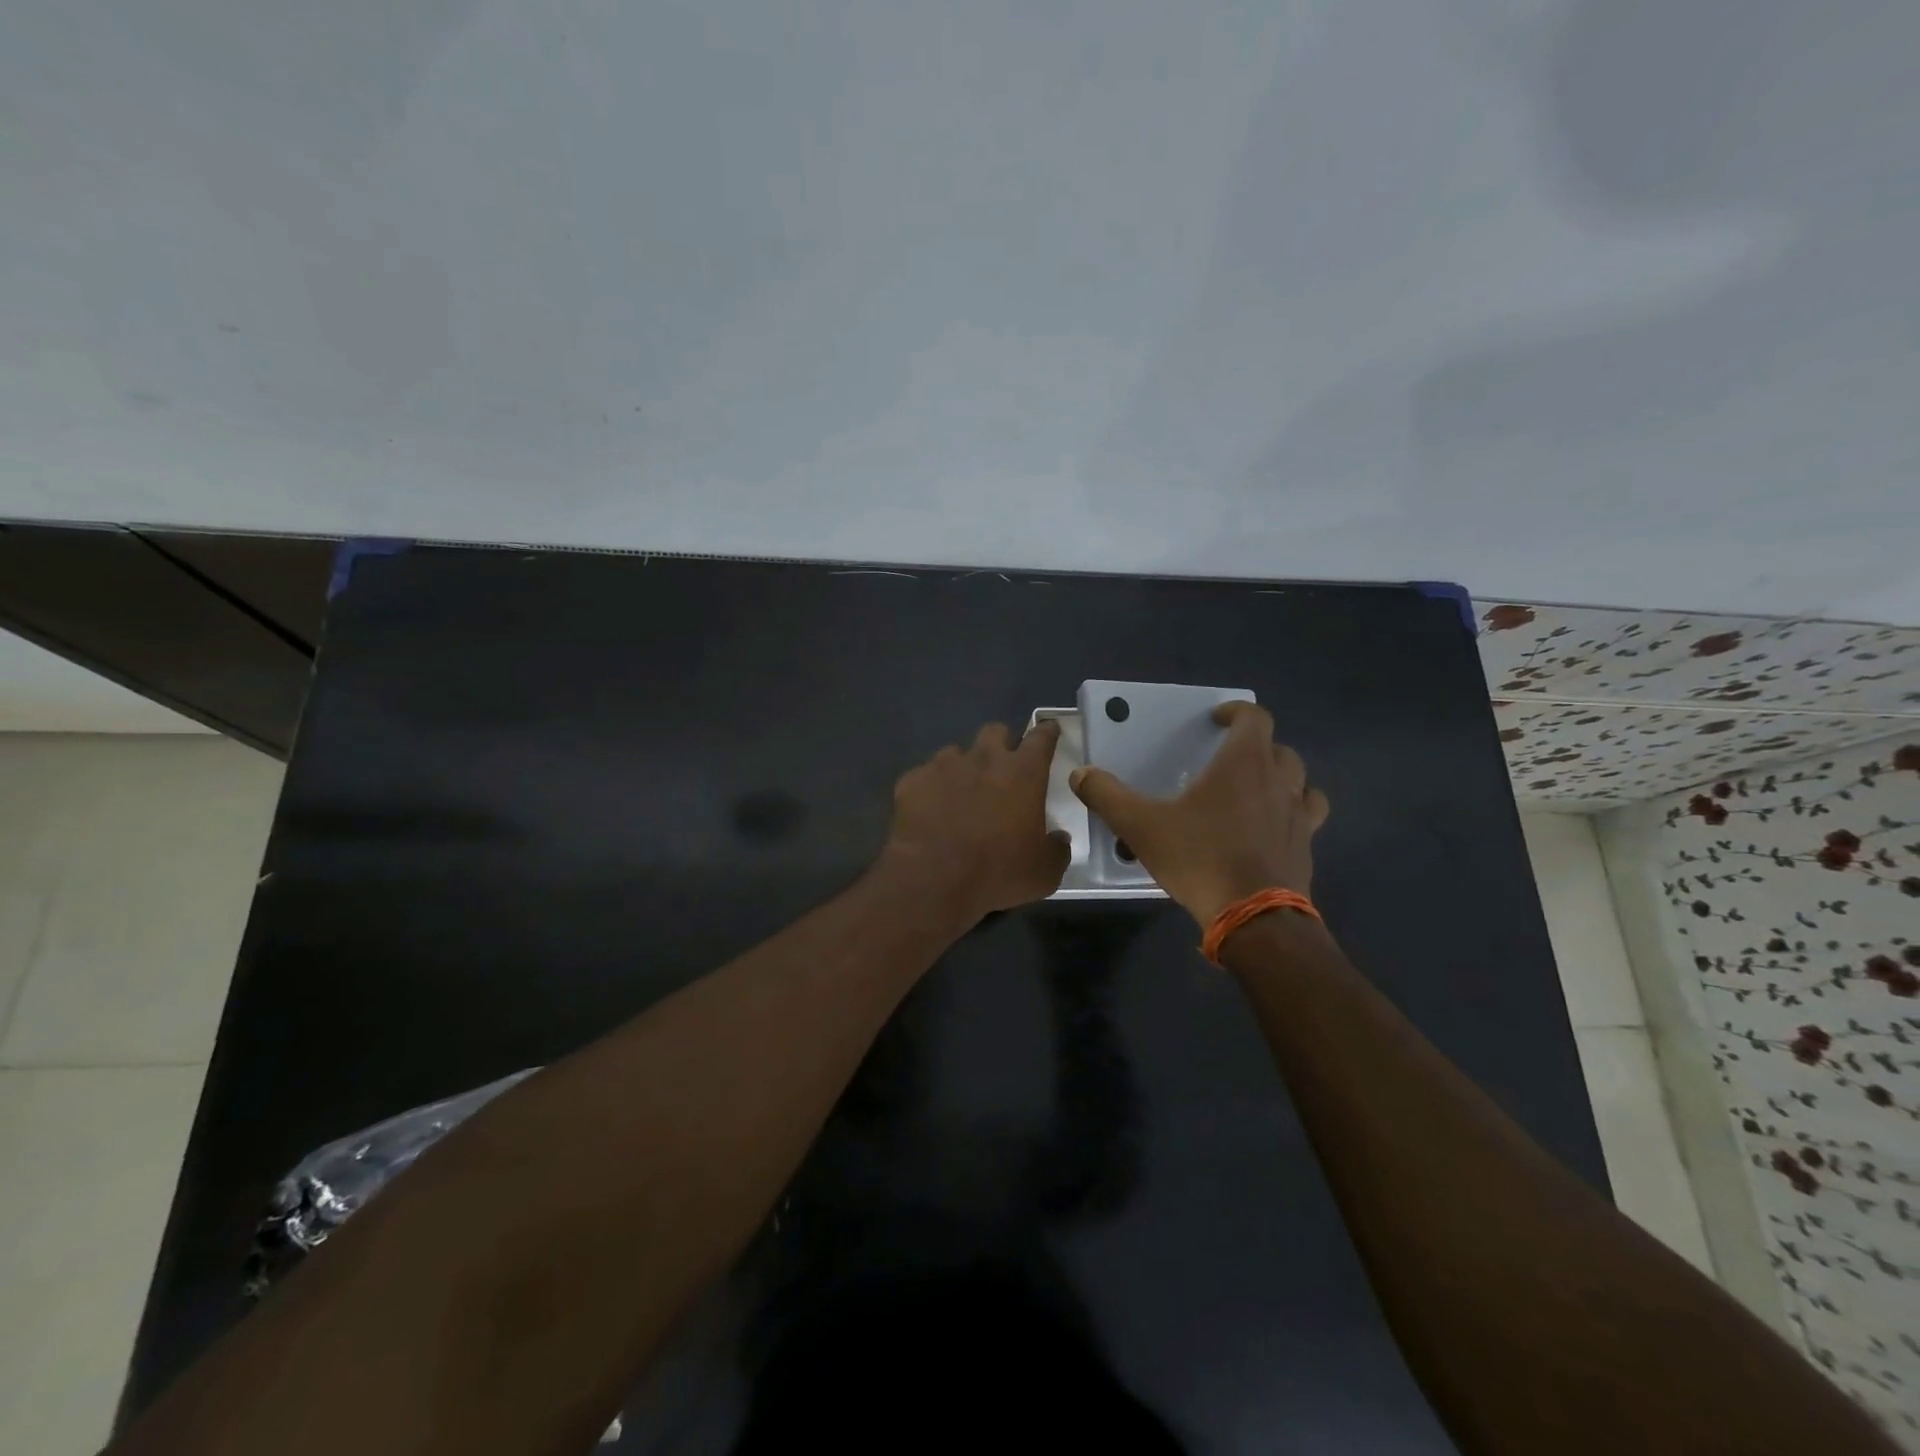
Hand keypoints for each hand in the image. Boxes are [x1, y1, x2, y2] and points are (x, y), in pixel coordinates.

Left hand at [881, 720, 1069, 920]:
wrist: (932, 881)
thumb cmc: (997, 873)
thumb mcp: (1044, 873)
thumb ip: (1057, 849)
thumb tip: (1058, 838)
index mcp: (1023, 773)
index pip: (1041, 737)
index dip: (1046, 733)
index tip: (1048, 732)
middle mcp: (984, 758)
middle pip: (995, 732)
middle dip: (1001, 745)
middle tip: (1001, 771)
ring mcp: (943, 766)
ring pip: (956, 752)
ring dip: (963, 768)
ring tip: (960, 796)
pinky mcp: (912, 780)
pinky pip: (925, 776)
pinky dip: (931, 789)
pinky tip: (930, 812)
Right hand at [1069, 702, 1328, 926]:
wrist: (1254, 917)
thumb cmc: (1200, 858)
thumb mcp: (1141, 826)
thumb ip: (1108, 796)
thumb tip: (1080, 774)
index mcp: (1244, 764)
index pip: (1254, 718)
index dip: (1237, 711)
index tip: (1217, 719)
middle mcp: (1278, 782)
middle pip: (1280, 748)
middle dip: (1257, 747)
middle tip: (1229, 760)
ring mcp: (1298, 816)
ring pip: (1301, 782)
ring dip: (1282, 778)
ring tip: (1258, 791)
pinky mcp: (1306, 848)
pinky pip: (1306, 818)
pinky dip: (1292, 814)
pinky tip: (1271, 831)